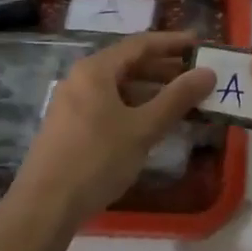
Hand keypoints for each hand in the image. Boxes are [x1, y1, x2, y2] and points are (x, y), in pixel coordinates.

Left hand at [12, 31, 215, 226]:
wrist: (44, 207)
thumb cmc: (96, 159)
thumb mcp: (142, 128)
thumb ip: (177, 98)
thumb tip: (207, 73)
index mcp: (95, 70)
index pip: (140, 44)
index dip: (172, 43)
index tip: (200, 45)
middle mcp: (81, 79)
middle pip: (129, 64)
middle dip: (164, 69)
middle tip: (196, 77)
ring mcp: (72, 103)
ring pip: (119, 87)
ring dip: (151, 91)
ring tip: (182, 102)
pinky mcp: (70, 127)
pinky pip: (109, 105)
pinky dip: (134, 108)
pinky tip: (152, 125)